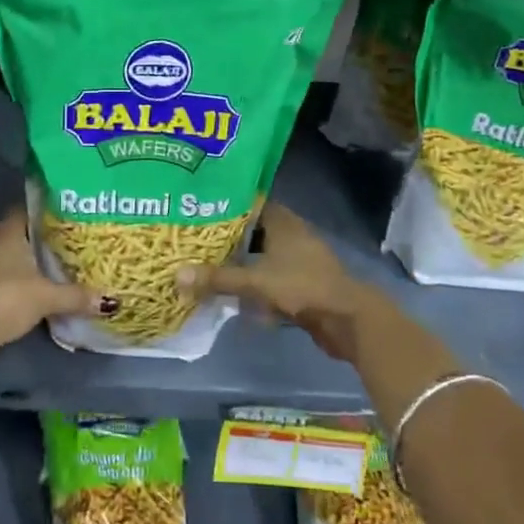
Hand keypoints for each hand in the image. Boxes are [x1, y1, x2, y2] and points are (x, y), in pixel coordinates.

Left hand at [0, 209, 109, 356]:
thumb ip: (76, 296)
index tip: (65, 215)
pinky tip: (29, 293)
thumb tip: (109, 301)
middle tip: (65, 244)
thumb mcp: (47, 297)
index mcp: (6, 234)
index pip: (25, 210)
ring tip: (51, 269)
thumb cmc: (6, 299)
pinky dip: (12, 284)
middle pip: (16, 235)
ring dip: (23, 265)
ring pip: (6, 259)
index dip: (43, 210)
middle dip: (38, 240)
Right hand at [175, 204, 399, 363]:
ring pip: (262, 256)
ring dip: (241, 263)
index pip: (251, 203)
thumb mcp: (256, 281)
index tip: (199, 209)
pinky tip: (235, 295)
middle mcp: (292, 235)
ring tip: (209, 266)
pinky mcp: (303, 284)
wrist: (347, 320)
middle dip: (228, 237)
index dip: (226, 205)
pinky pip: (271, 278)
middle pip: (254, 231)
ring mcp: (299, 260)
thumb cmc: (302, 287)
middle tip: (196, 241)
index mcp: (283, 222)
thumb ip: (218, 278)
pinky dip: (255, 284)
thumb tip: (176, 275)